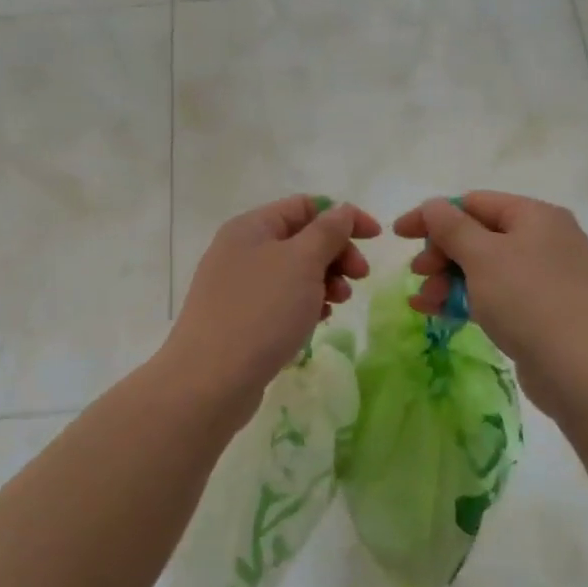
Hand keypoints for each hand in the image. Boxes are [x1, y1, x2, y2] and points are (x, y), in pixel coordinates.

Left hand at [163, 196, 380, 420]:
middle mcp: (241, 250)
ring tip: (338, 303)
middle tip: (360, 277)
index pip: (305, 206)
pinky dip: (305, 304)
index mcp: (251, 227)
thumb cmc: (262, 311)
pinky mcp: (240, 319)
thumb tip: (342, 210)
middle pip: (301, 238)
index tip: (376, 238)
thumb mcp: (302, 262)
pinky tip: (318, 321)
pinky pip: (281, 300)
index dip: (343, 216)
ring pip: (294, 272)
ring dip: (325, 281)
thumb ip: (328, 231)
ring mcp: (237, 286)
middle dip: (336, 253)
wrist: (211, 380)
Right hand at [393, 192, 587, 407]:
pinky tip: (439, 314)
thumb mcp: (483, 256)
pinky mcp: (544, 312)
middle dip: (441, 254)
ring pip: (485, 269)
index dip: (432, 216)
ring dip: (449, 280)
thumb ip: (451, 227)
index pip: (473, 203)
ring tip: (423, 303)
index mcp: (535, 216)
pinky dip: (467, 300)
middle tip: (418, 274)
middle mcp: (545, 240)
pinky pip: (497, 296)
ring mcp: (547, 278)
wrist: (585, 370)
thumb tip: (433, 206)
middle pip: (479, 235)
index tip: (397, 235)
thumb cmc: (529, 300)